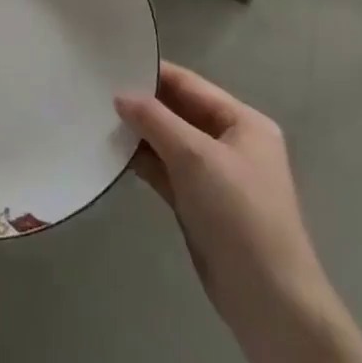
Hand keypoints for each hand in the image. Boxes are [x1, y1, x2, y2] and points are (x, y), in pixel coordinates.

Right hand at [116, 62, 331, 334]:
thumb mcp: (195, 157)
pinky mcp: (198, 202)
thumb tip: (120, 95)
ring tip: (94, 117)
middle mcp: (230, 143)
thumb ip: (155, 120)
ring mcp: (214, 175)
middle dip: (141, 103)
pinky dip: (141, 161)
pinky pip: (165, 170)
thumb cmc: (239, 214)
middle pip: (178, 111)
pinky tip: (110, 152)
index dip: (152, 73)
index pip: (190, 85)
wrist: (268, 299)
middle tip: (94, 90)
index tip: (109, 63)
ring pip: (168, 142)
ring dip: (138, 133)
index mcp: (243, 123)